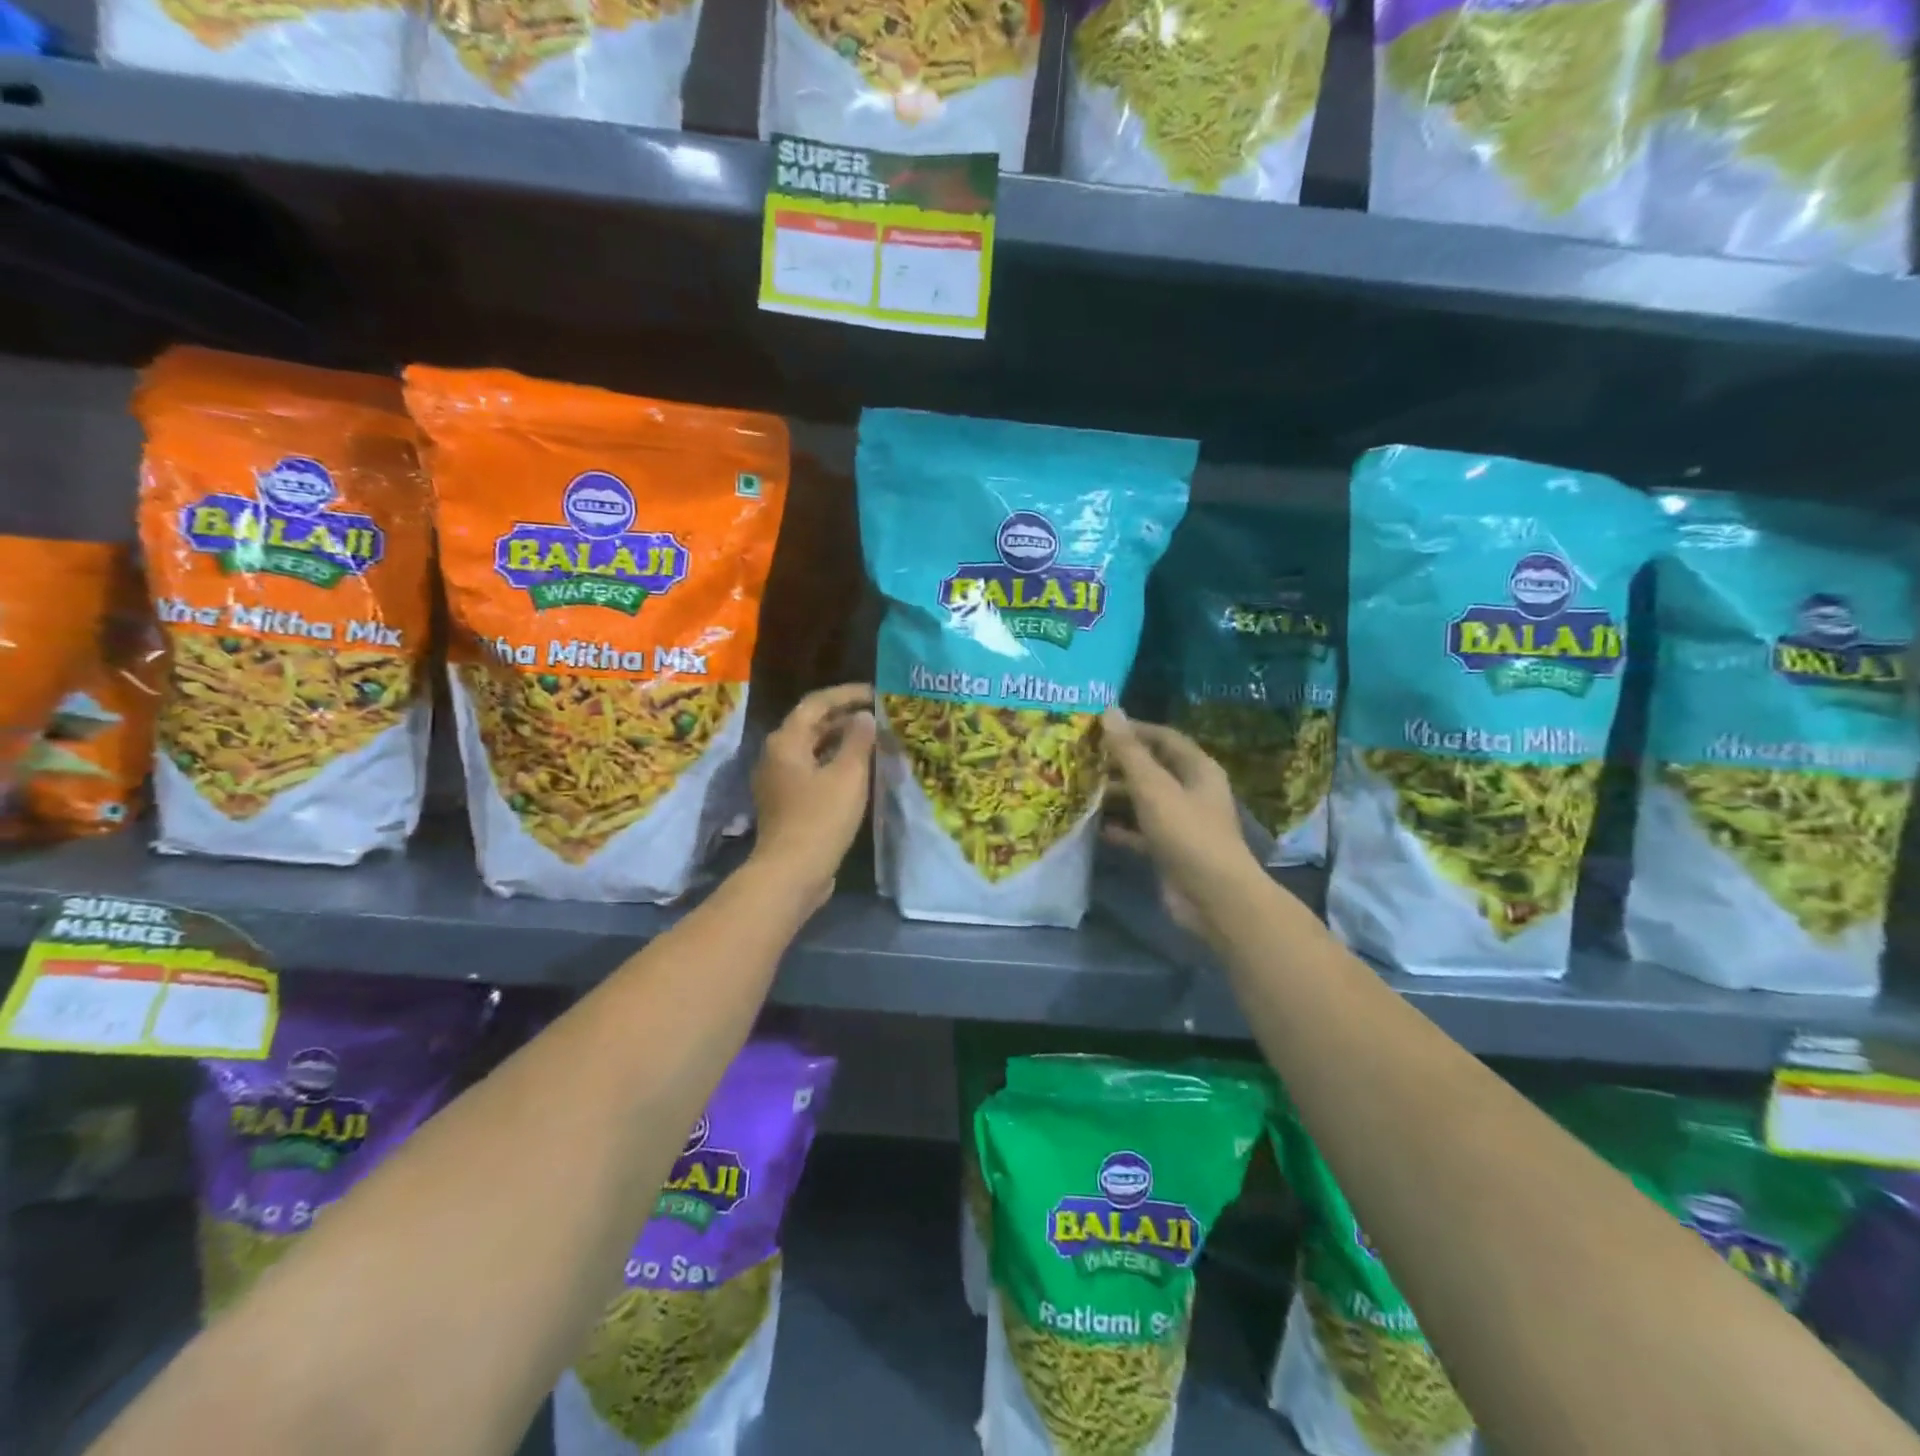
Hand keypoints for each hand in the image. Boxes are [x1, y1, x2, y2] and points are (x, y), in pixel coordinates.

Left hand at [750, 684, 875, 907]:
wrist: (792, 871)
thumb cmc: (821, 817)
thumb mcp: (848, 775)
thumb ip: (858, 740)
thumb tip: (864, 717)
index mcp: (786, 741)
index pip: (816, 703)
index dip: (846, 694)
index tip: (875, 693)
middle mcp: (775, 755)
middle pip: (811, 724)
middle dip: (844, 717)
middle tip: (877, 715)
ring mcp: (778, 780)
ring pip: (812, 748)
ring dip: (840, 741)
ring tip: (873, 739)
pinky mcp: (786, 802)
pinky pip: (811, 770)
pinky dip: (834, 762)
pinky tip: (857, 770)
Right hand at [1102, 707, 1261, 932]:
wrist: (1212, 896)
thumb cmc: (1187, 832)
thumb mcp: (1154, 787)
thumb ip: (1129, 751)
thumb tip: (1110, 710)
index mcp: (1197, 769)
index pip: (1164, 737)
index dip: (1133, 729)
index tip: (1098, 728)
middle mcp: (1191, 791)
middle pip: (1152, 768)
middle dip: (1119, 764)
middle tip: (1082, 759)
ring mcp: (1181, 822)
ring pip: (1144, 801)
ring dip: (1116, 796)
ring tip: (1081, 789)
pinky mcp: (1169, 850)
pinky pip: (1140, 832)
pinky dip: (1121, 828)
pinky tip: (1096, 827)